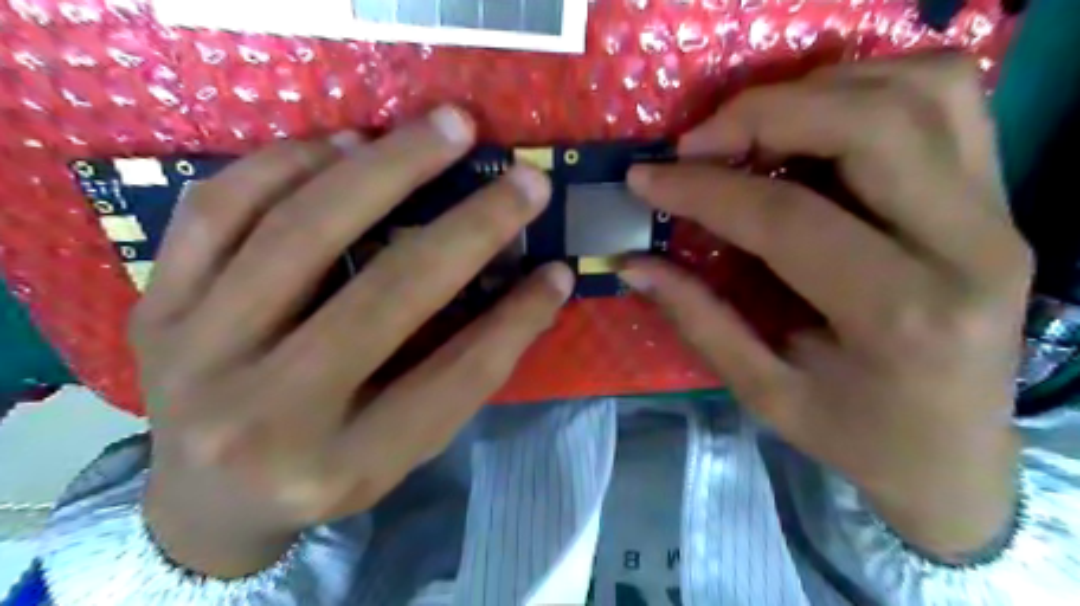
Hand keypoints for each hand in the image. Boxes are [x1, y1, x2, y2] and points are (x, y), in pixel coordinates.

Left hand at [134, 106, 573, 576]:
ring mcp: (197, 356)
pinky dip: (287, 163)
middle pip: (384, 297)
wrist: (204, 498)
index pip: (454, 378)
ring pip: (299, 234)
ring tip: (440, 130)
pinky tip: (342, 142)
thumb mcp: (402, 449)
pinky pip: (217, 212)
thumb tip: (534, 286)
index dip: (517, 320)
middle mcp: (266, 418)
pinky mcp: (154, 307)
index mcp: (342, 467)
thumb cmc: (324, 472)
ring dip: (384, 168)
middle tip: (520, 177)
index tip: (557, 271)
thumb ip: (464, 371)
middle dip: (469, 226)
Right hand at [620, 56, 1023, 558]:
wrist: (957, 455)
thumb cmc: (857, 436)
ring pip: (920, 90)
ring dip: (818, 90)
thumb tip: (633, 263)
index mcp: (901, 317)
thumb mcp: (765, 393)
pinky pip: (946, 98)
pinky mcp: (999, 197)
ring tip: (750, 127)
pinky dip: (870, 86)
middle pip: (869, 126)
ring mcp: (998, 212)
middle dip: (763, 114)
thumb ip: (698, 319)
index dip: (704, 190)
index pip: (787, 218)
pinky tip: (814, 121)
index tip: (646, 178)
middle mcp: (969, 249)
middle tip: (696, 142)